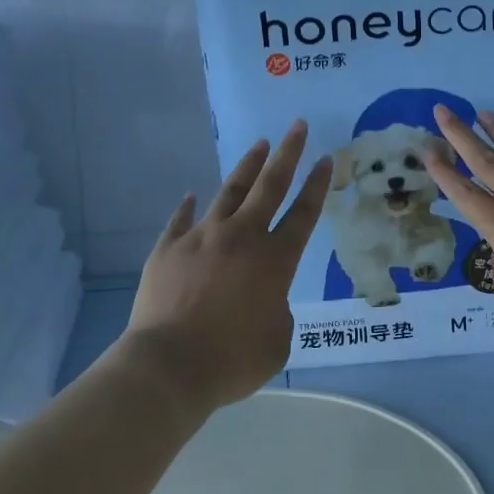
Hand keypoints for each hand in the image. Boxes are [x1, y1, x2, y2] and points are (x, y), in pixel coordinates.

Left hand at [123, 122, 330, 413]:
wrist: (168, 367)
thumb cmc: (232, 360)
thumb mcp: (277, 343)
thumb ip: (278, 312)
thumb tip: (265, 299)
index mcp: (275, 260)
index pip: (304, 213)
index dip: (317, 185)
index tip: (325, 158)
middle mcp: (242, 237)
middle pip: (270, 185)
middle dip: (287, 153)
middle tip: (297, 126)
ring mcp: (202, 238)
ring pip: (230, 192)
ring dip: (247, 167)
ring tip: (259, 145)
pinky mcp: (168, 248)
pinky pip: (181, 220)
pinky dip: (188, 207)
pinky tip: (192, 195)